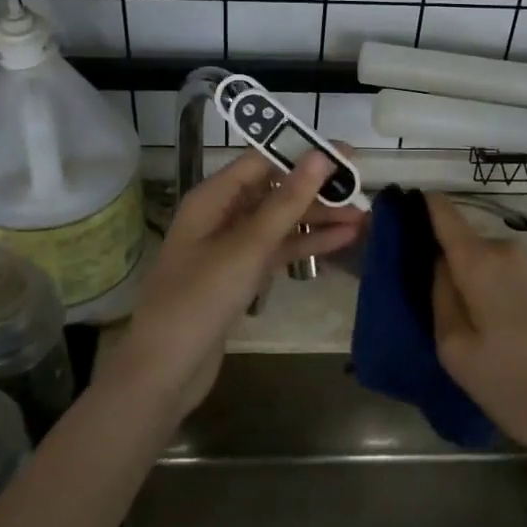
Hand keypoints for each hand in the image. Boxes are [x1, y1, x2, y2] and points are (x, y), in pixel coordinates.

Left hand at [117, 150, 365, 410]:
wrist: (163, 371)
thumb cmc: (200, 298)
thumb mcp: (248, 246)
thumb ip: (287, 201)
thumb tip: (320, 156)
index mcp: (214, 197)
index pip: (264, 160)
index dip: (305, 154)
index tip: (348, 155)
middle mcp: (221, 214)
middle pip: (275, 190)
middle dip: (317, 191)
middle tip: (362, 192)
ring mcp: (231, 247)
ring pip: (281, 222)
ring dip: (318, 219)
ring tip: (363, 219)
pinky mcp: (240, 275)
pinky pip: (278, 249)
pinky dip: (307, 245)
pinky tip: (341, 242)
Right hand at [425, 192, 526, 463]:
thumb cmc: (517, 386)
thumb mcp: (456, 350)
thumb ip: (439, 296)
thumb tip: (437, 264)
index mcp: (481, 260)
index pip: (442, 211)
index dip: (418, 207)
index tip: (396, 219)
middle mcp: (508, 250)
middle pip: (462, 241)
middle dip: (443, 260)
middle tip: (428, 302)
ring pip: (485, 260)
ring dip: (470, 280)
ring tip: (465, 324)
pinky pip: (507, 274)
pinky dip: (493, 290)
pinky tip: (497, 330)